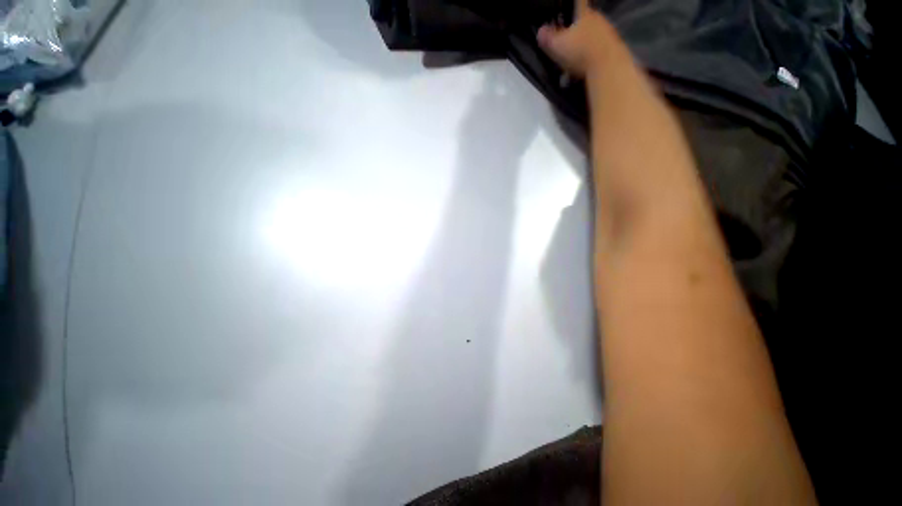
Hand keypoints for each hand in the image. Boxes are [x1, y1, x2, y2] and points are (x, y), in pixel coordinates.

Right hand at [537, 0, 616, 78]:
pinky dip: (591, 56)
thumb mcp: (557, 45)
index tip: (565, 16)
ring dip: (584, 44)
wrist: (606, 65)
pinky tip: (585, 67)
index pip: (578, 5)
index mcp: (584, 13)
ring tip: (575, 60)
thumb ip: (548, 38)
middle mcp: (597, 18)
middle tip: (567, 44)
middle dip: (576, 30)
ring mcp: (607, 32)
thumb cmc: (580, 51)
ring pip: (592, 35)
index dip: (571, 8)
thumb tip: (540, 31)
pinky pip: (599, 49)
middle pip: (585, 21)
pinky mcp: (613, 47)